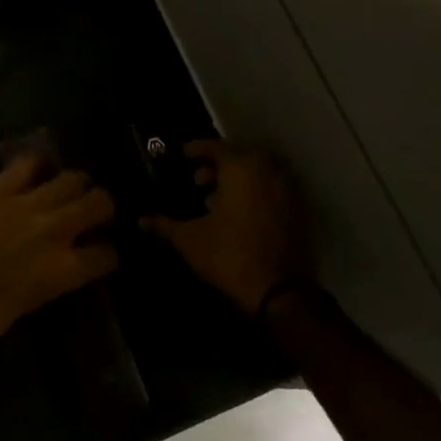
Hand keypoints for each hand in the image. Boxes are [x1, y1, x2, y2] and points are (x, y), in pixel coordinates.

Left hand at [0, 154, 117, 358]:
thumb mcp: (22, 308)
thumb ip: (45, 283)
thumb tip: (50, 272)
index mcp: (63, 272)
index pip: (106, 255)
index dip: (110, 252)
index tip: (105, 250)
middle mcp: (55, 232)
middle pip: (98, 203)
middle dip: (102, 205)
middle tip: (93, 210)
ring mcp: (26, 205)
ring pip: (70, 178)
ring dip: (76, 182)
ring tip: (69, 187)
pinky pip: (26, 164)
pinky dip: (36, 164)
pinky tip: (35, 169)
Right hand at [141, 141, 304, 314]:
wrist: (280, 294)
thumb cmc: (229, 256)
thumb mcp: (189, 240)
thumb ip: (165, 225)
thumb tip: (141, 220)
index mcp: (241, 169)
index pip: (218, 147)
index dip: (198, 149)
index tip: (183, 155)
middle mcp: (268, 173)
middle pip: (242, 156)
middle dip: (219, 163)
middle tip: (199, 179)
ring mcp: (288, 192)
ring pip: (260, 173)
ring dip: (238, 179)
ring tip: (215, 199)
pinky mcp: (299, 213)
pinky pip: (273, 190)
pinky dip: (256, 193)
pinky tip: (237, 215)